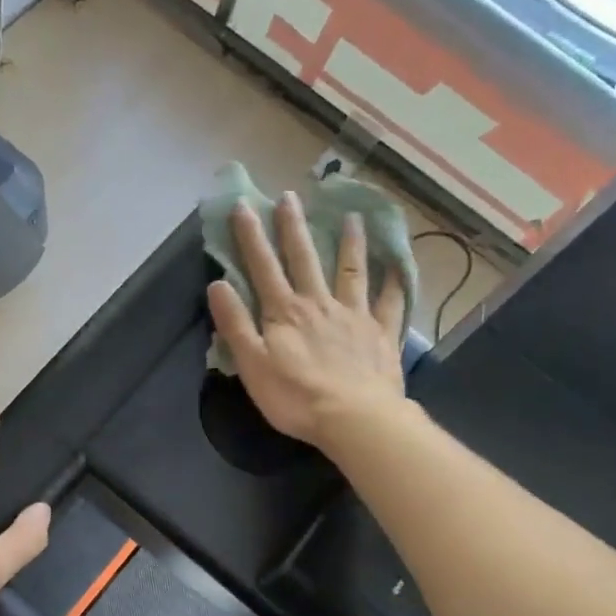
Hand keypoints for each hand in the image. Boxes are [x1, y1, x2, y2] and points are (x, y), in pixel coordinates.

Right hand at [206, 192, 407, 448]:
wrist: (354, 419)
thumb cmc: (295, 396)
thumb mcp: (252, 364)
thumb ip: (234, 323)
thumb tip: (217, 283)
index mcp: (285, 312)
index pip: (263, 267)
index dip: (251, 236)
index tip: (244, 205)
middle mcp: (319, 303)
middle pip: (305, 259)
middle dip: (294, 227)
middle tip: (291, 196)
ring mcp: (354, 316)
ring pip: (351, 271)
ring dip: (349, 243)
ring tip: (351, 216)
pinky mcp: (381, 334)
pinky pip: (390, 302)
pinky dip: (394, 283)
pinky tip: (398, 267)